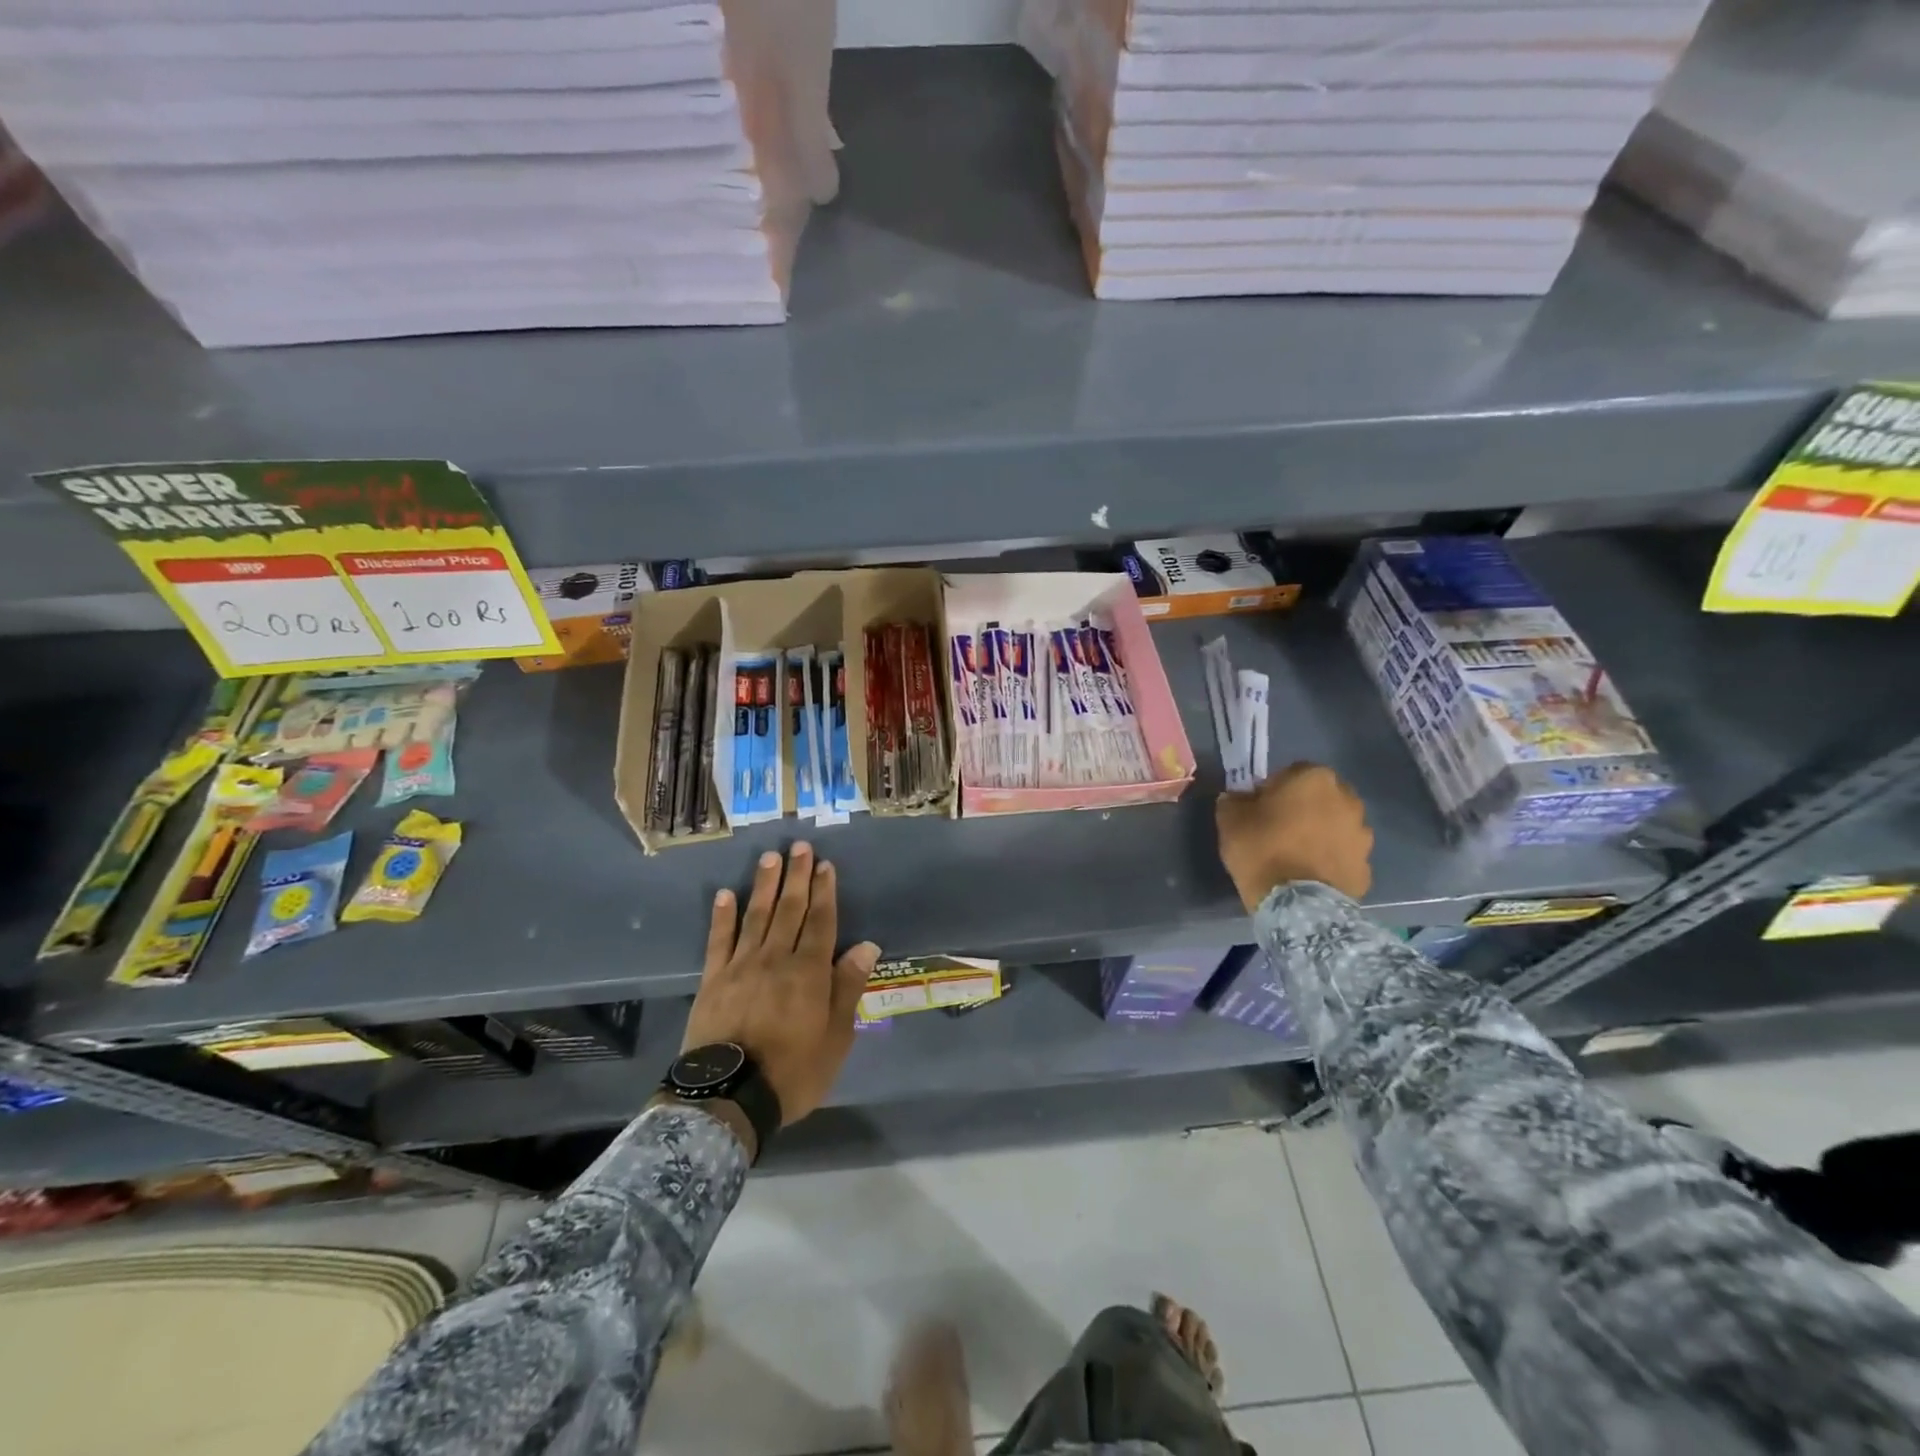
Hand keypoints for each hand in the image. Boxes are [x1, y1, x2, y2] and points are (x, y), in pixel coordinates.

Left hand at [682, 843, 879, 1126]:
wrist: (729, 1098)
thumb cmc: (793, 1072)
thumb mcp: (836, 1037)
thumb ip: (848, 988)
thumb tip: (866, 945)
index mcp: (809, 972)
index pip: (821, 921)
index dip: (825, 891)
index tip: (825, 864)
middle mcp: (776, 959)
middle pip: (790, 910)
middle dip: (796, 877)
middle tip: (799, 846)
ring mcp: (741, 967)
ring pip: (756, 916)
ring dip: (764, 885)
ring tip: (770, 858)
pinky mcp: (713, 981)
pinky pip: (718, 941)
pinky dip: (722, 917)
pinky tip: (724, 895)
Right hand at [1215, 762, 1373, 910]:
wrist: (1298, 905)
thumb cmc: (1261, 850)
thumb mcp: (1229, 819)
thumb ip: (1234, 800)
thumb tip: (1239, 798)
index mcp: (1313, 778)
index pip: (1290, 773)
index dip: (1272, 790)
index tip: (1258, 809)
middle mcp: (1346, 798)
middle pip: (1319, 796)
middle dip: (1303, 808)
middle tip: (1278, 829)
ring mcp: (1362, 833)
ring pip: (1335, 824)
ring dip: (1320, 832)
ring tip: (1296, 855)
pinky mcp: (1367, 865)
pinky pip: (1342, 854)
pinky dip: (1329, 859)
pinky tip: (1309, 874)